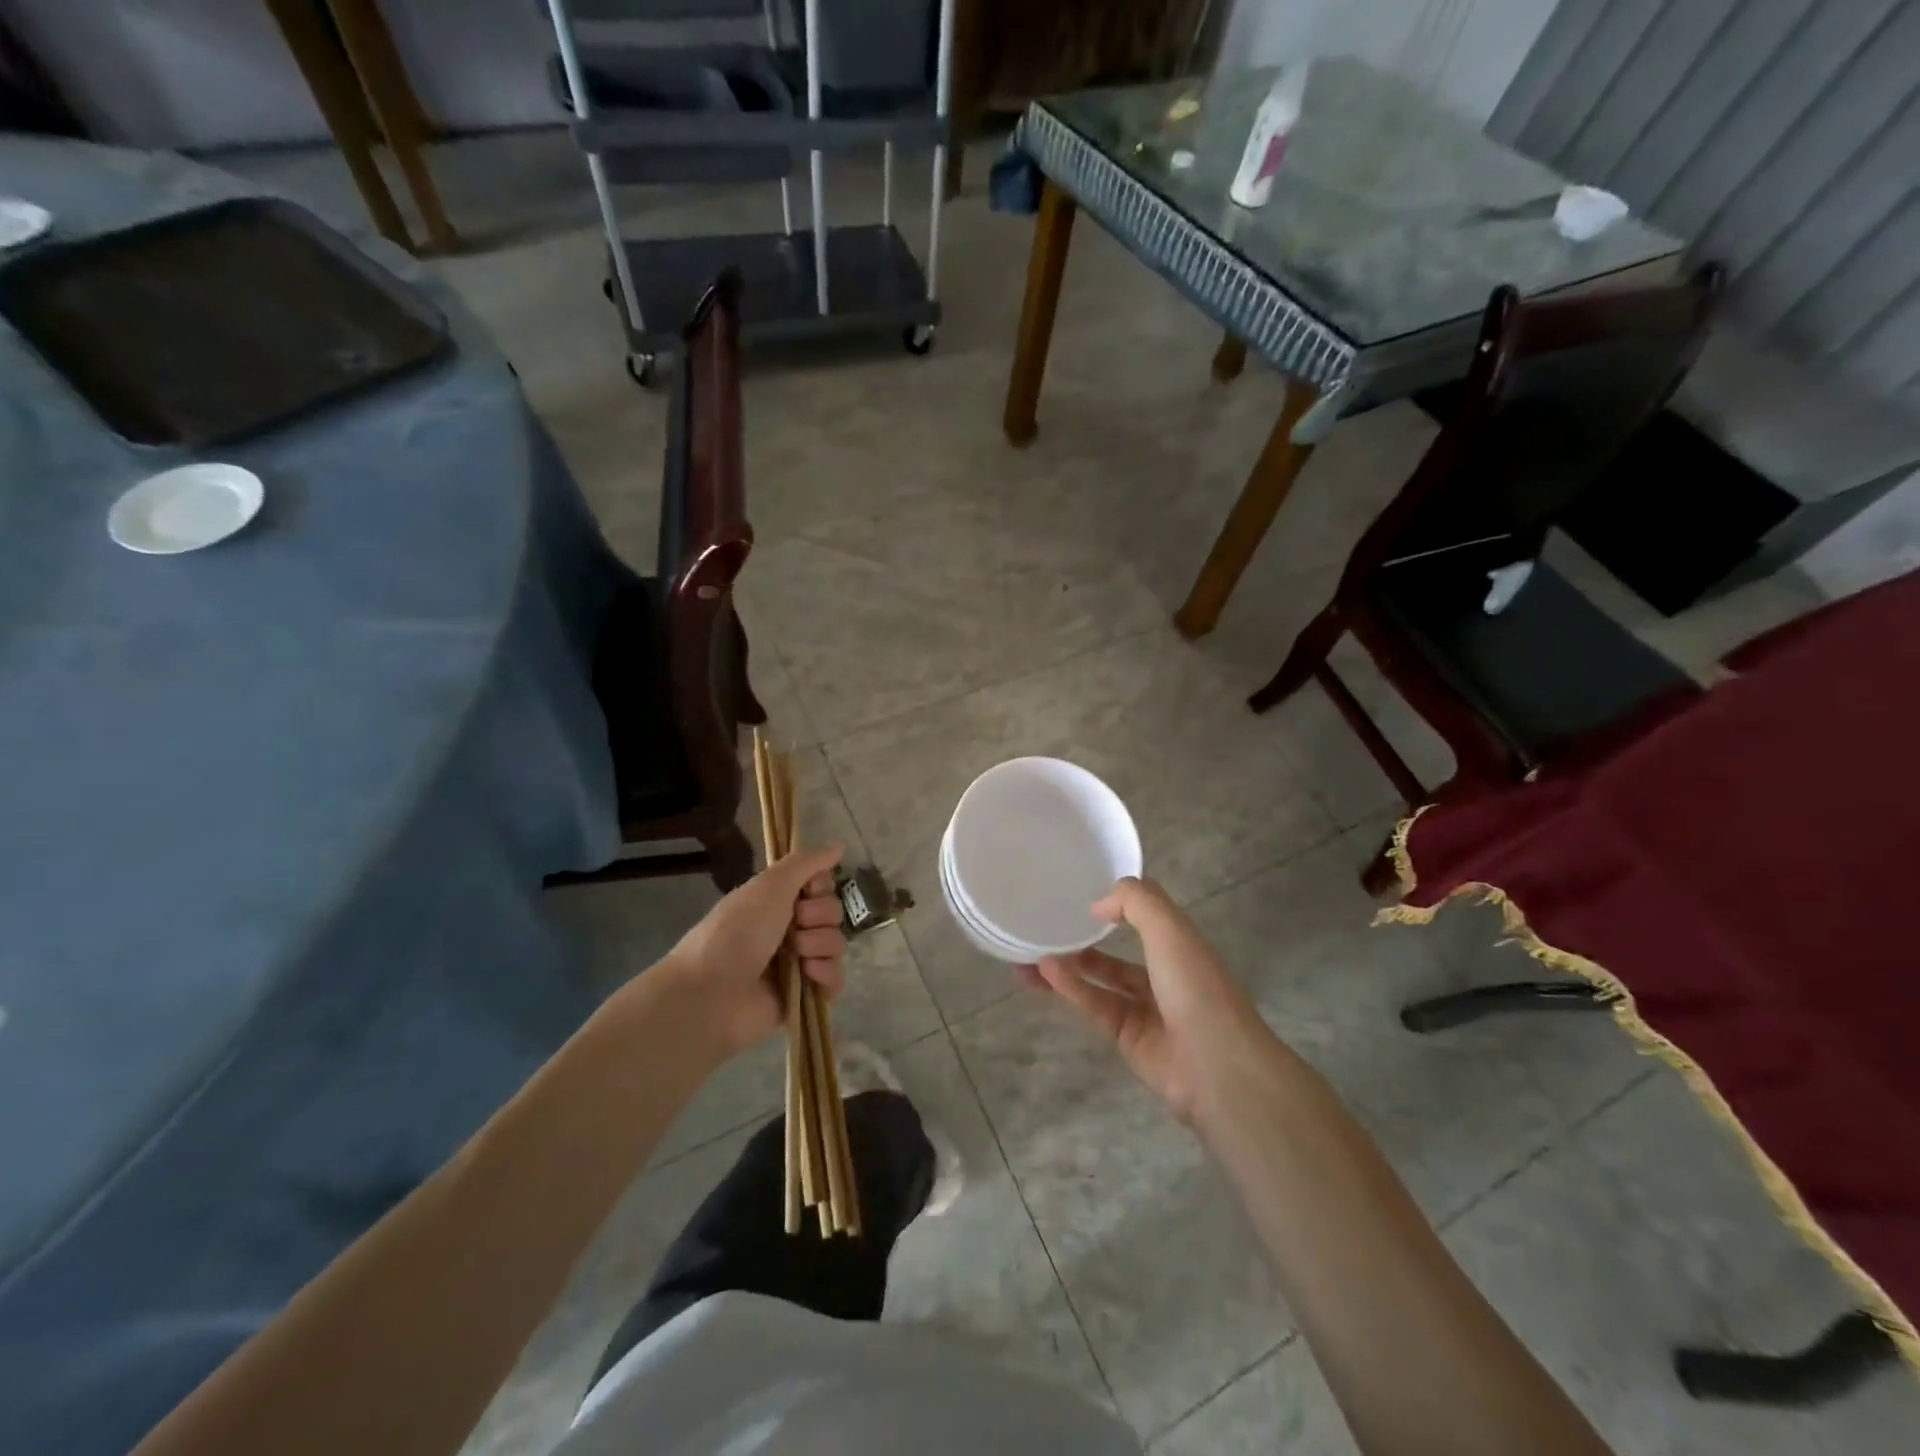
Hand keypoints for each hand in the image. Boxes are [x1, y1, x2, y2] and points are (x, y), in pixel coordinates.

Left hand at [648, 842, 847, 1057]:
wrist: (711, 994)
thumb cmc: (736, 932)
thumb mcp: (769, 886)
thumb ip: (806, 862)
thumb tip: (839, 844)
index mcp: (777, 902)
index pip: (821, 886)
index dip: (820, 886)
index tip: (807, 890)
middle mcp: (789, 930)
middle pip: (832, 913)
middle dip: (819, 917)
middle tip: (795, 925)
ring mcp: (798, 964)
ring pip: (836, 944)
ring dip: (819, 945)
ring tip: (798, 957)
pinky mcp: (805, 996)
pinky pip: (835, 979)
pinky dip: (826, 974)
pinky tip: (808, 975)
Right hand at [1020, 876, 1266, 1123]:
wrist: (1216, 1067)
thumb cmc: (1195, 987)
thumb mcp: (1169, 929)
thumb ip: (1135, 902)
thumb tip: (1099, 904)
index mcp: (1180, 945)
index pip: (1147, 917)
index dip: (1118, 904)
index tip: (1082, 895)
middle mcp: (1164, 974)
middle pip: (1117, 953)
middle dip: (1083, 940)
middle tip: (1044, 929)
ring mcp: (1146, 1009)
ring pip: (1099, 981)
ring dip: (1068, 966)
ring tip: (1028, 954)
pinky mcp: (1127, 1038)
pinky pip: (1095, 1006)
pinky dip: (1071, 989)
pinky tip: (1044, 973)